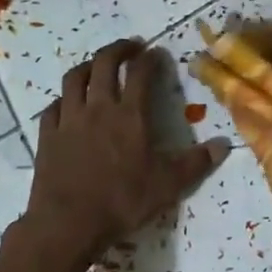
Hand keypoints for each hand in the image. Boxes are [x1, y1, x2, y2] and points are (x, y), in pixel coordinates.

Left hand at [21, 40, 226, 271]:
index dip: (150, 59)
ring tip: (96, 66)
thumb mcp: (168, 185)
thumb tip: (224, 145)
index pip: (141, 74)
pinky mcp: (47, 135)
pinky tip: (67, 105)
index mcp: (130, 115)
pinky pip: (53, 107)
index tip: (156, 53)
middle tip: (130, 48)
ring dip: (87, 66)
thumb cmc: (122, 201)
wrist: (68, 223)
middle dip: (119, 49)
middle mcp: (98, 108)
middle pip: (104, 64)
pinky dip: (63, 99)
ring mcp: (69, 120)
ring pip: (74, 79)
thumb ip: (197, 163)